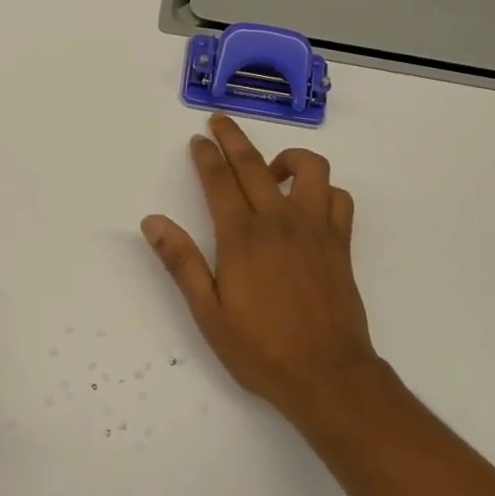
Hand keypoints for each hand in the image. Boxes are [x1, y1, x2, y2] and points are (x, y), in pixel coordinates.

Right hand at [141, 114, 393, 430]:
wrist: (327, 374)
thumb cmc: (260, 348)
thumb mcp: (208, 312)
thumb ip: (181, 262)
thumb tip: (153, 222)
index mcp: (242, 237)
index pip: (219, 181)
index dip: (206, 156)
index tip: (198, 139)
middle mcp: (279, 222)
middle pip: (254, 164)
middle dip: (233, 138)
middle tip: (219, 121)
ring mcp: (316, 229)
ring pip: (310, 169)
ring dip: (288, 158)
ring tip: (271, 171)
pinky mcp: (341, 243)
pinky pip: (338, 198)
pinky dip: (323, 190)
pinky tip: (308, 204)